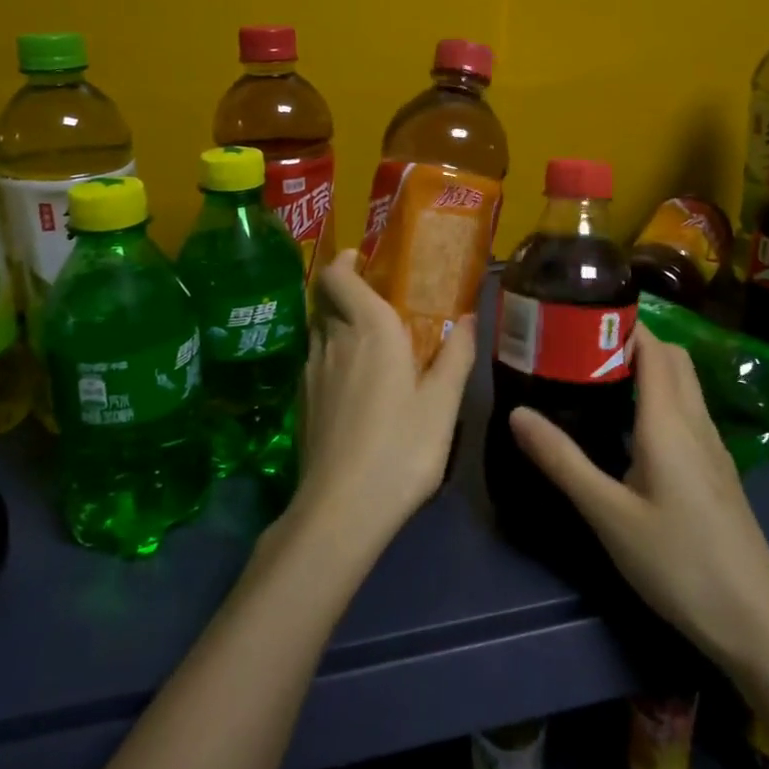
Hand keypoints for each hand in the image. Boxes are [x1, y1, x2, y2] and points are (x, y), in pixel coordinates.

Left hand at [286, 252, 475, 555]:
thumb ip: (456, 355)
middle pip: (326, 300)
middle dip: (347, 292)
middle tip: (378, 303)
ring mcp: (310, 371)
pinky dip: (331, 356)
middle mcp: (332, 340)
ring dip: (339, 325)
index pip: (338, 276)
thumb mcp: (442, 404)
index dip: (345, 262)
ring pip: (319, 331)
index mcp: (368, 329)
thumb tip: (468, 318)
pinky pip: (315, 361)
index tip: (362, 259)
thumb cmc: (401, 447)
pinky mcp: (300, 401)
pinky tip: (354, 386)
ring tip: (369, 345)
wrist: (341, 508)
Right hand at [508, 327, 768, 670]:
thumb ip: (563, 461)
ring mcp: (712, 446)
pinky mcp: (717, 470)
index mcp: (669, 421)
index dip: (621, 323)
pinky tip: (630, 426)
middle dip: (631, 339)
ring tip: (598, 378)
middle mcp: (695, 421)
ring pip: (683, 383)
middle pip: (671, 357)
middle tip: (581, 348)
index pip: (652, 347)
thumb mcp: (609, 514)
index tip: (578, 319)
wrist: (756, 621)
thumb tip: (517, 412)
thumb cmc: (679, 562)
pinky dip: (659, 396)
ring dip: (648, 366)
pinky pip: (687, 410)